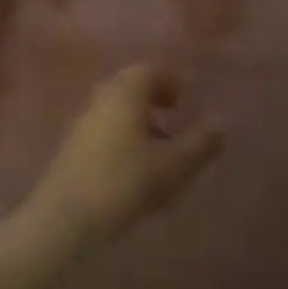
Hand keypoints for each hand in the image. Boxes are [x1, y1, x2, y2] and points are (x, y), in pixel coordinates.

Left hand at [25, 65, 223, 251]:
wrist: (65, 217)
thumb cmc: (124, 182)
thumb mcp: (172, 166)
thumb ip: (200, 143)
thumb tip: (222, 121)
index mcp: (126, 92)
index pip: (149, 70)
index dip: (170, 80)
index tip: (186, 97)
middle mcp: (102, 98)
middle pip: (131, 88)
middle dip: (154, 99)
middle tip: (175, 116)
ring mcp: (84, 122)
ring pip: (117, 110)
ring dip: (140, 121)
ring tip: (161, 149)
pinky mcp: (73, 147)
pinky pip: (105, 130)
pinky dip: (124, 137)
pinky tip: (136, 169)